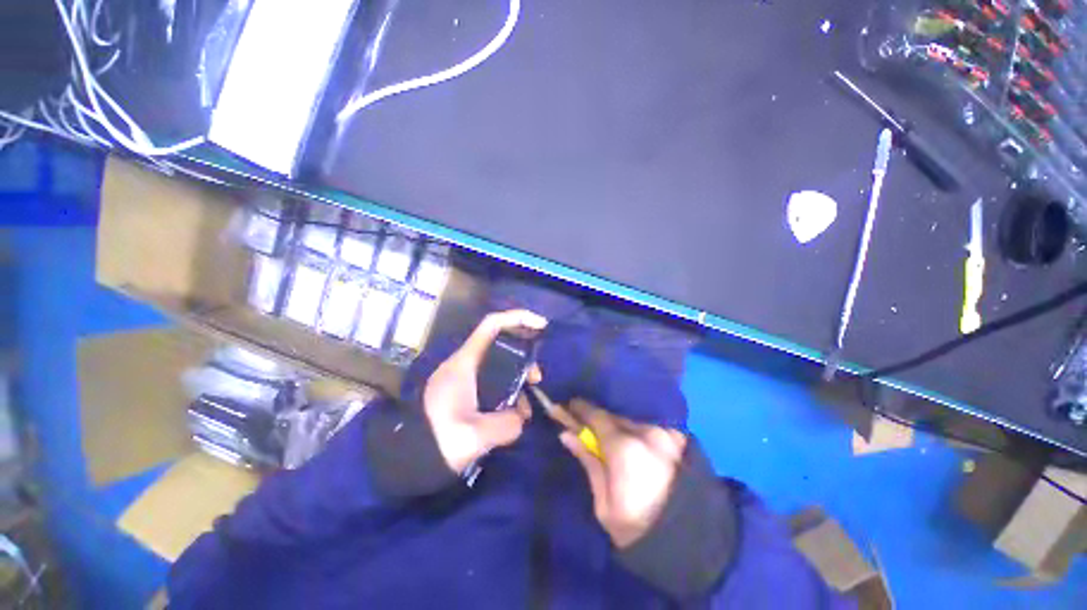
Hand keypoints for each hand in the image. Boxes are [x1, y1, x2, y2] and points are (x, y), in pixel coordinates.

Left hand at [423, 310, 546, 472]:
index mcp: (464, 363)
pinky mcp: (464, 392)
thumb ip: (507, 424)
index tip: (541, 325)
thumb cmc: (438, 442)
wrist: (408, 461)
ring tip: (527, 405)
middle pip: (500, 344)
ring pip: (499, 364)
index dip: (517, 318)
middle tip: (537, 377)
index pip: (492, 325)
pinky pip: (493, 382)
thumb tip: (520, 417)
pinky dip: (508, 391)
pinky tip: (514, 414)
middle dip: (524, 355)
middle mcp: (464, 363)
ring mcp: (464, 377)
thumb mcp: (475, 437)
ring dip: (517, 377)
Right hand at [558, 400, 687, 547]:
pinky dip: (636, 433)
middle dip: (598, 420)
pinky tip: (634, 446)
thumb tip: (567, 434)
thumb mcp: (605, 504)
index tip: (568, 405)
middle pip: (614, 417)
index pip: (597, 416)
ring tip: (610, 440)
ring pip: (632, 422)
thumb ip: (588, 462)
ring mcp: (665, 433)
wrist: (693, 545)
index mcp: (625, 448)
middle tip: (586, 427)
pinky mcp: (679, 439)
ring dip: (618, 427)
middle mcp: (646, 432)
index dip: (580, 409)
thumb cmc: (639, 530)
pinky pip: (648, 429)